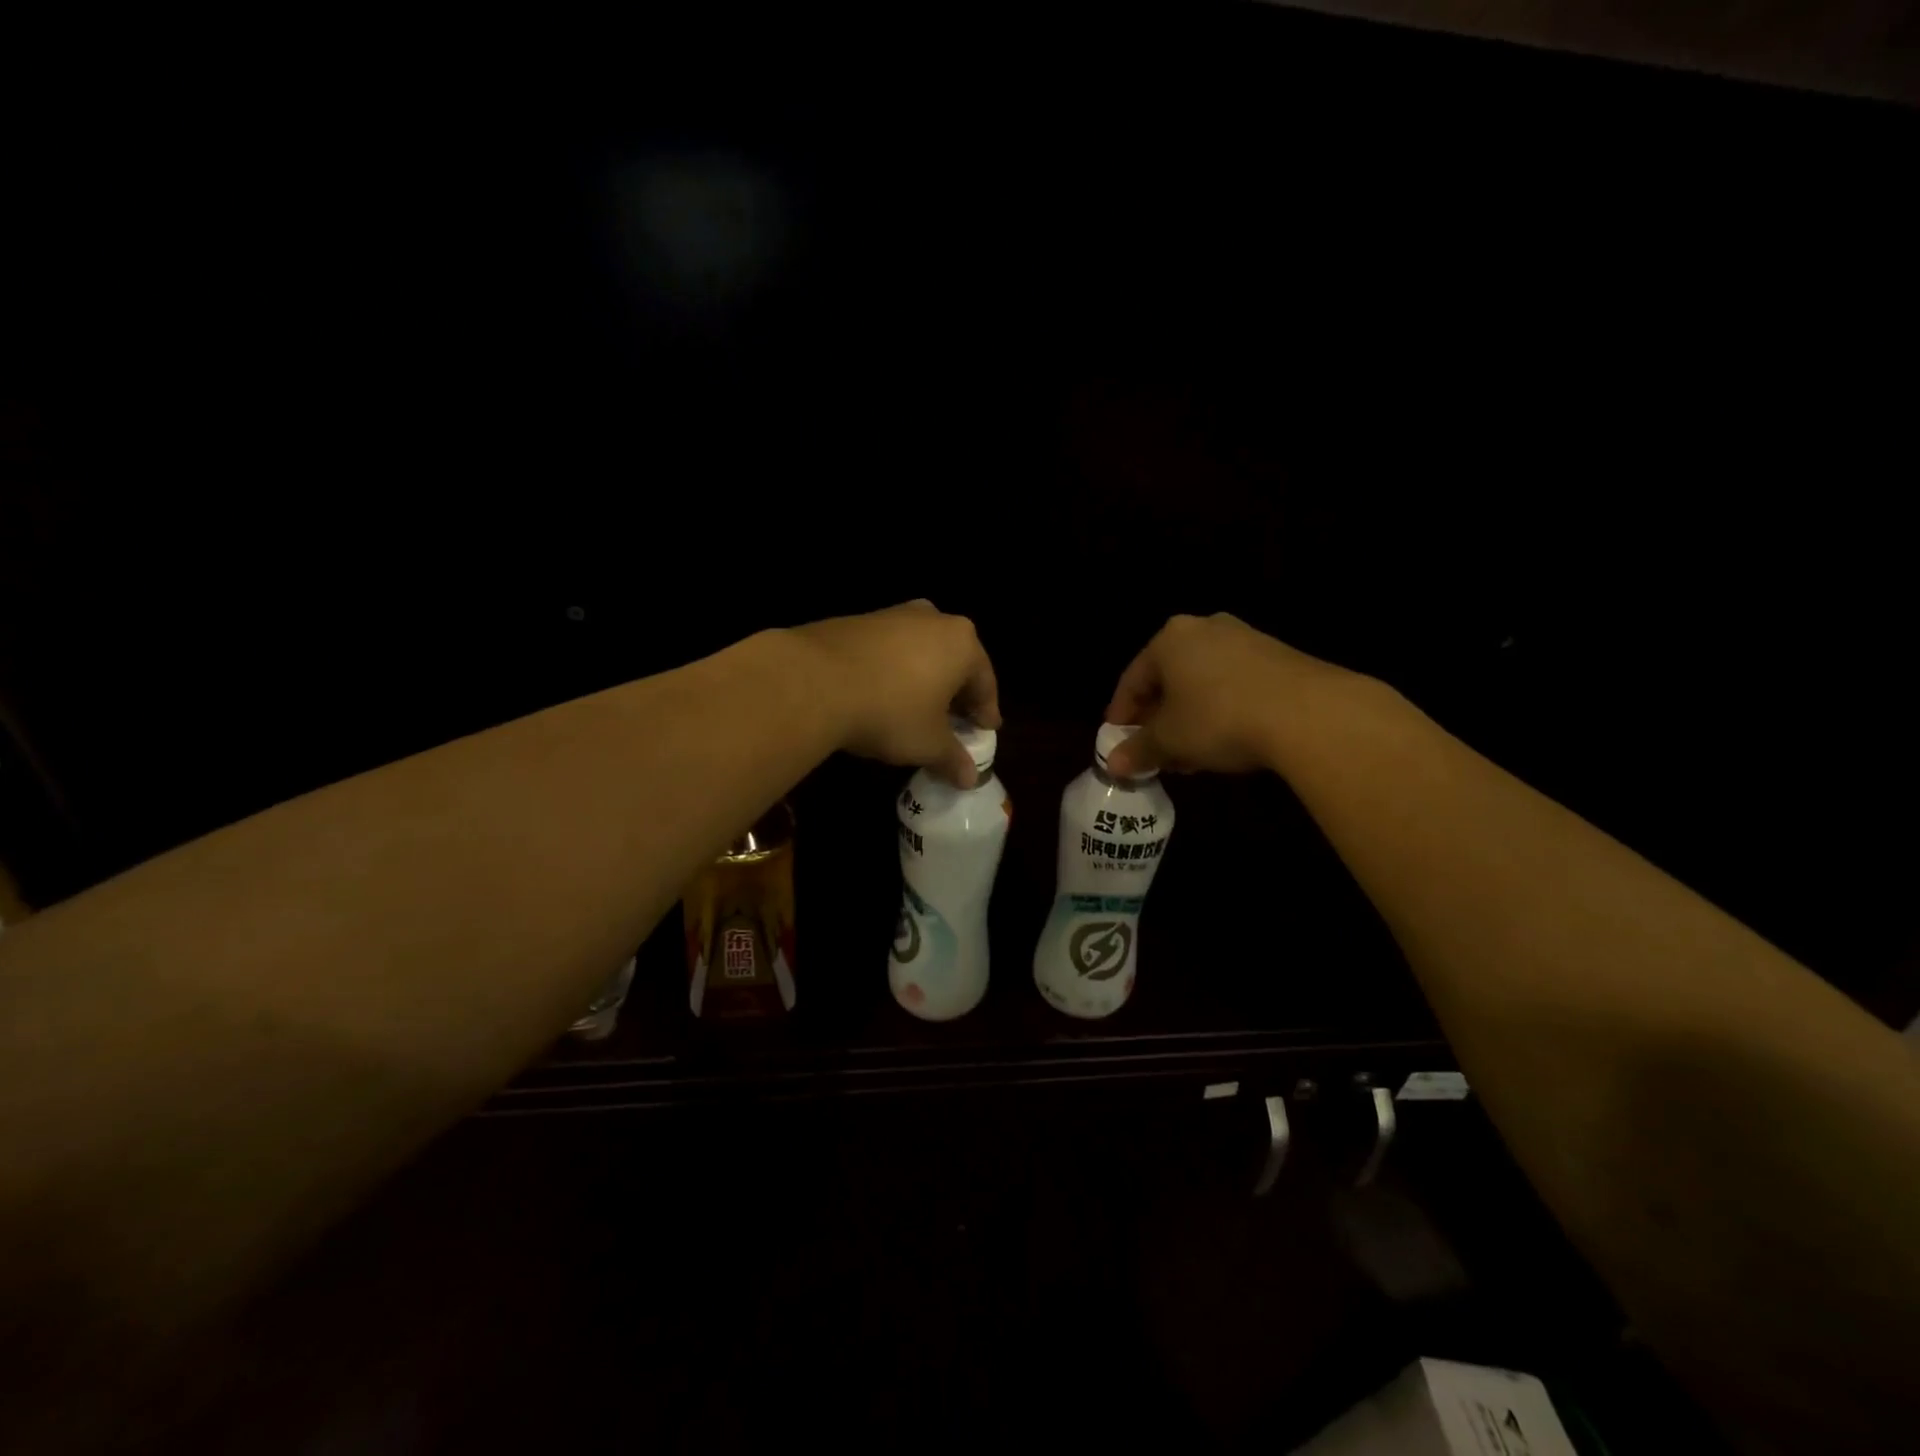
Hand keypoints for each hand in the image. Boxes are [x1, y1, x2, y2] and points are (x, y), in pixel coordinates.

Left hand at [791, 601, 1000, 785]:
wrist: (813, 681)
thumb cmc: (890, 711)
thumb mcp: (928, 743)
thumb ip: (953, 758)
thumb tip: (970, 778)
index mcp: (962, 643)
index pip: (985, 682)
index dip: (986, 710)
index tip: (986, 730)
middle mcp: (933, 619)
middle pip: (954, 661)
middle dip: (956, 692)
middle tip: (954, 720)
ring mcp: (892, 615)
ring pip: (920, 652)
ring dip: (923, 679)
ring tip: (917, 708)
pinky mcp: (857, 620)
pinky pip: (888, 650)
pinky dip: (893, 671)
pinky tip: (881, 694)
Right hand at [1102, 613, 1357, 776]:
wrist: (1309, 713)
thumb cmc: (1219, 719)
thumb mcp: (1170, 740)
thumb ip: (1138, 750)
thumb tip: (1113, 765)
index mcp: (1170, 639)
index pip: (1133, 679)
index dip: (1121, 714)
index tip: (1117, 741)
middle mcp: (1205, 629)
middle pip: (1169, 679)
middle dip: (1158, 718)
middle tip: (1154, 751)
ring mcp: (1245, 639)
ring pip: (1202, 683)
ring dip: (1190, 718)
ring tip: (1189, 755)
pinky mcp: (1278, 657)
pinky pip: (1234, 685)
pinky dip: (1221, 711)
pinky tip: (1225, 742)